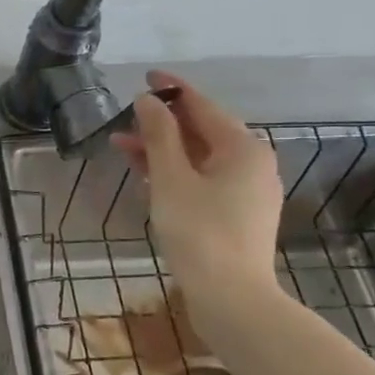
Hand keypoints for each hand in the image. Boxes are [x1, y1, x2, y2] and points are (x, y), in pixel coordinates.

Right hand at [110, 70, 282, 304]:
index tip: (145, 76)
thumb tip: (148, 100)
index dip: (172, 89)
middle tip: (126, 115)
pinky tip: (147, 177)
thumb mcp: (171, 179)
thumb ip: (159, 136)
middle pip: (203, 132)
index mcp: (243, 148)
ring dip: (164, 150)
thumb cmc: (199, 231)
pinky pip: (204, 180)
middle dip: (162, 123)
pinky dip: (176, 173)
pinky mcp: (237, 215)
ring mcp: (247, 192)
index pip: (202, 106)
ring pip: (200, 158)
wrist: (231, 299)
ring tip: (123, 146)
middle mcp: (252, 164)